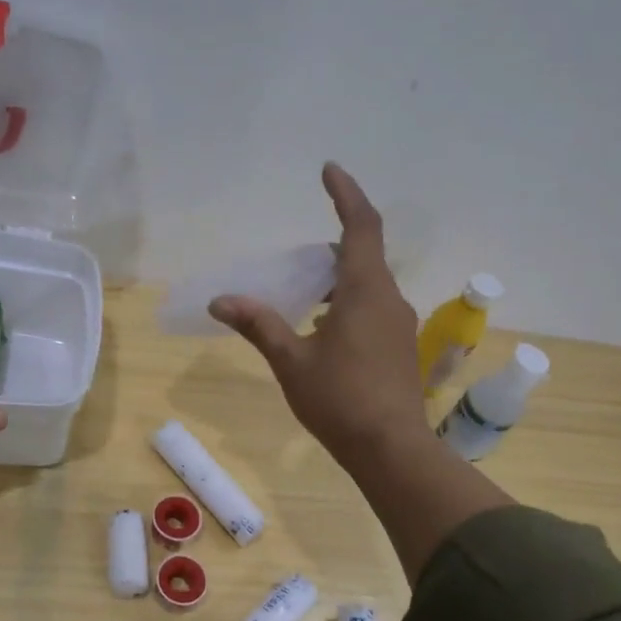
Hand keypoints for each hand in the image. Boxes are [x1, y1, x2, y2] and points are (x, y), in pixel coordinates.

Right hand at [210, 163, 427, 464]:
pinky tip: (324, 331)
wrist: (391, 449)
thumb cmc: (340, 399)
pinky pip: (373, 308)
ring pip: (368, 285)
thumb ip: (259, 324)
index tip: (328, 170)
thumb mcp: (291, 360)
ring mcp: (399, 325)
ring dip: (338, 280)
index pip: (360, 226)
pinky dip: (348, 304)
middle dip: (330, 248)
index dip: (345, 193)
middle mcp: (389, 299)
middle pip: (362, 255)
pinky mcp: (400, 348)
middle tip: (295, 260)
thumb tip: (221, 300)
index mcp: (365, 290)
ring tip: (303, 296)